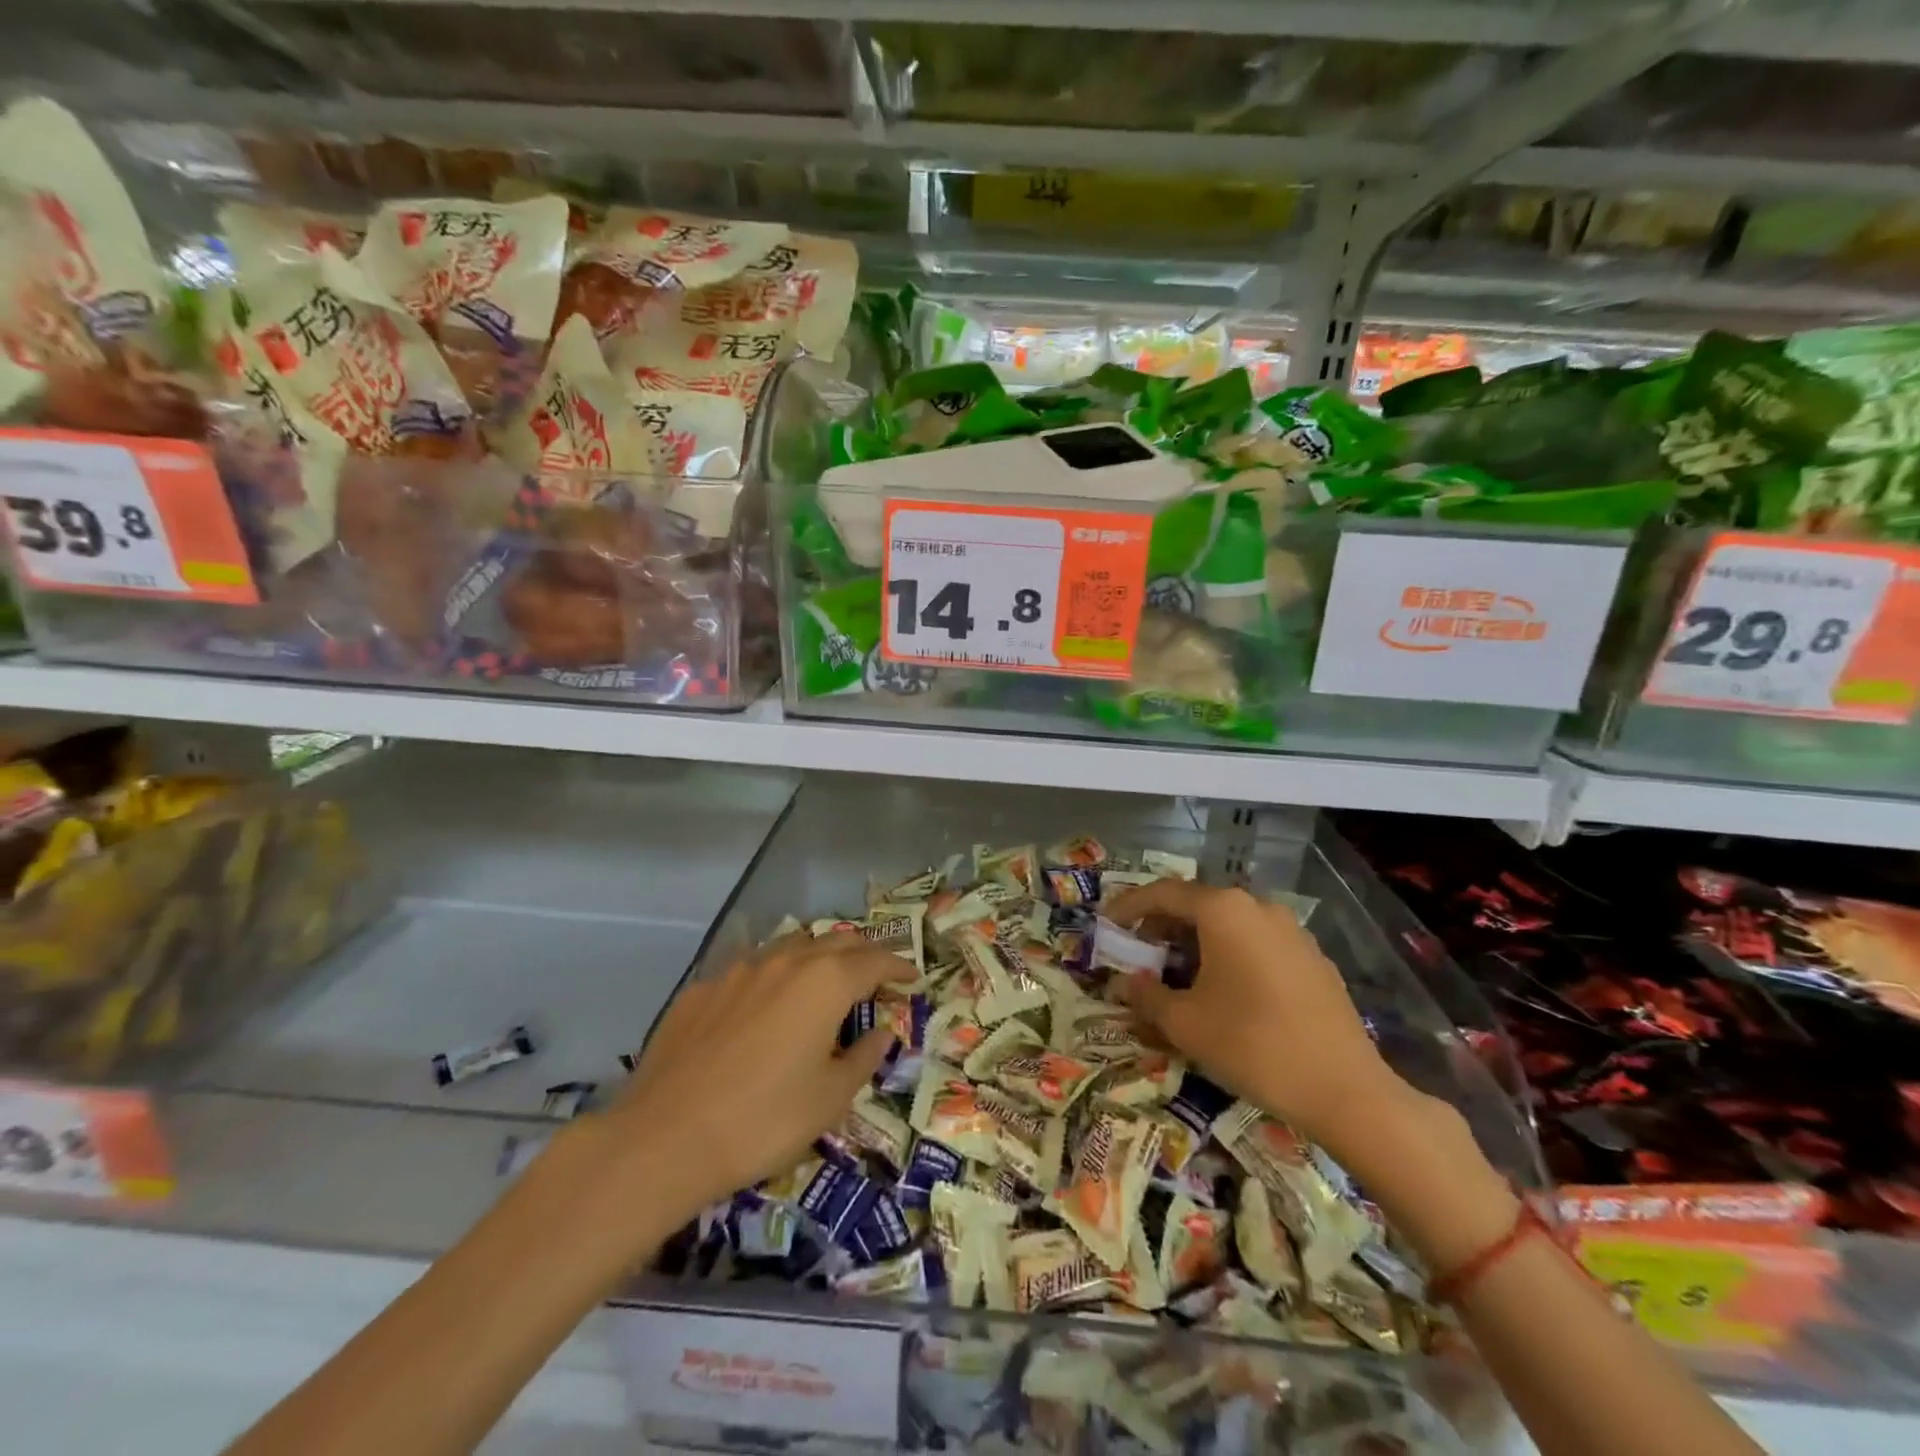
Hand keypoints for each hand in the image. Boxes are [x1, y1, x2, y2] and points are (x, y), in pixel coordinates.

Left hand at [604, 931, 911, 1221]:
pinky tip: (764, 1006)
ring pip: (790, 947)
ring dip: (816, 957)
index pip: (875, 961)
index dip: (898, 967)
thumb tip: (882, 1032)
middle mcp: (785, 962)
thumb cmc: (764, 1120)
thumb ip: (864, 1056)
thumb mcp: (831, 1098)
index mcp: (825, 982)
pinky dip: (772, 977)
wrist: (664, 1138)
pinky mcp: (702, 989)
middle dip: (862, 953)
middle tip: (875, 974)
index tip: (912, 978)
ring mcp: (738, 971)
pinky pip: (750, 970)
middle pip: (835, 942)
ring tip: (823, 980)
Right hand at [1106, 879, 1409, 1157]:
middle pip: (1197, 904)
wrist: (1347, 1090)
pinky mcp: (1312, 958)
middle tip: (1138, 952)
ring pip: (1228, 924)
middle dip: (1162, 926)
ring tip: (1176, 972)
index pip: (1163, 894)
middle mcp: (1258, 907)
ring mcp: (1291, 931)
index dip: (1129, 906)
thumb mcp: (1186, 1024)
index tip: (1106, 924)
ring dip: (1195, 941)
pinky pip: (1256, 943)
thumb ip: (1148, 996)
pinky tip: (1223, 989)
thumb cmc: (1253, 1045)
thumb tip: (1127, 983)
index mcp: (1223, 911)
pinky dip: (1228, 954)